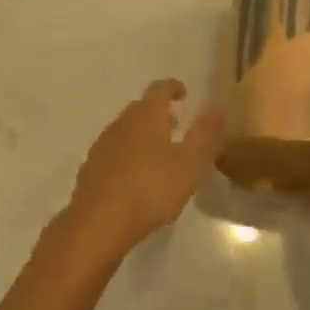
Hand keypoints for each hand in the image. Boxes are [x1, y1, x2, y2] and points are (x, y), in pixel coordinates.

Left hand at [61, 80, 225, 259]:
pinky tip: (134, 176)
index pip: (159, 89)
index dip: (172, 87)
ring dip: (141, 134)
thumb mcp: (190, 164)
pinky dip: (127, 155)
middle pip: (140, 109)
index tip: (183, 92)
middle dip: (157, 113)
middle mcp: (121, 124)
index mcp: (146, 117)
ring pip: (125, 130)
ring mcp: (102, 146)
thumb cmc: (151, 189)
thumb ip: (206, 135)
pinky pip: (113, 153)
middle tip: (174, 123)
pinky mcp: (90, 170)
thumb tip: (219, 107)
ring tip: (157, 152)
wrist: (99, 222)